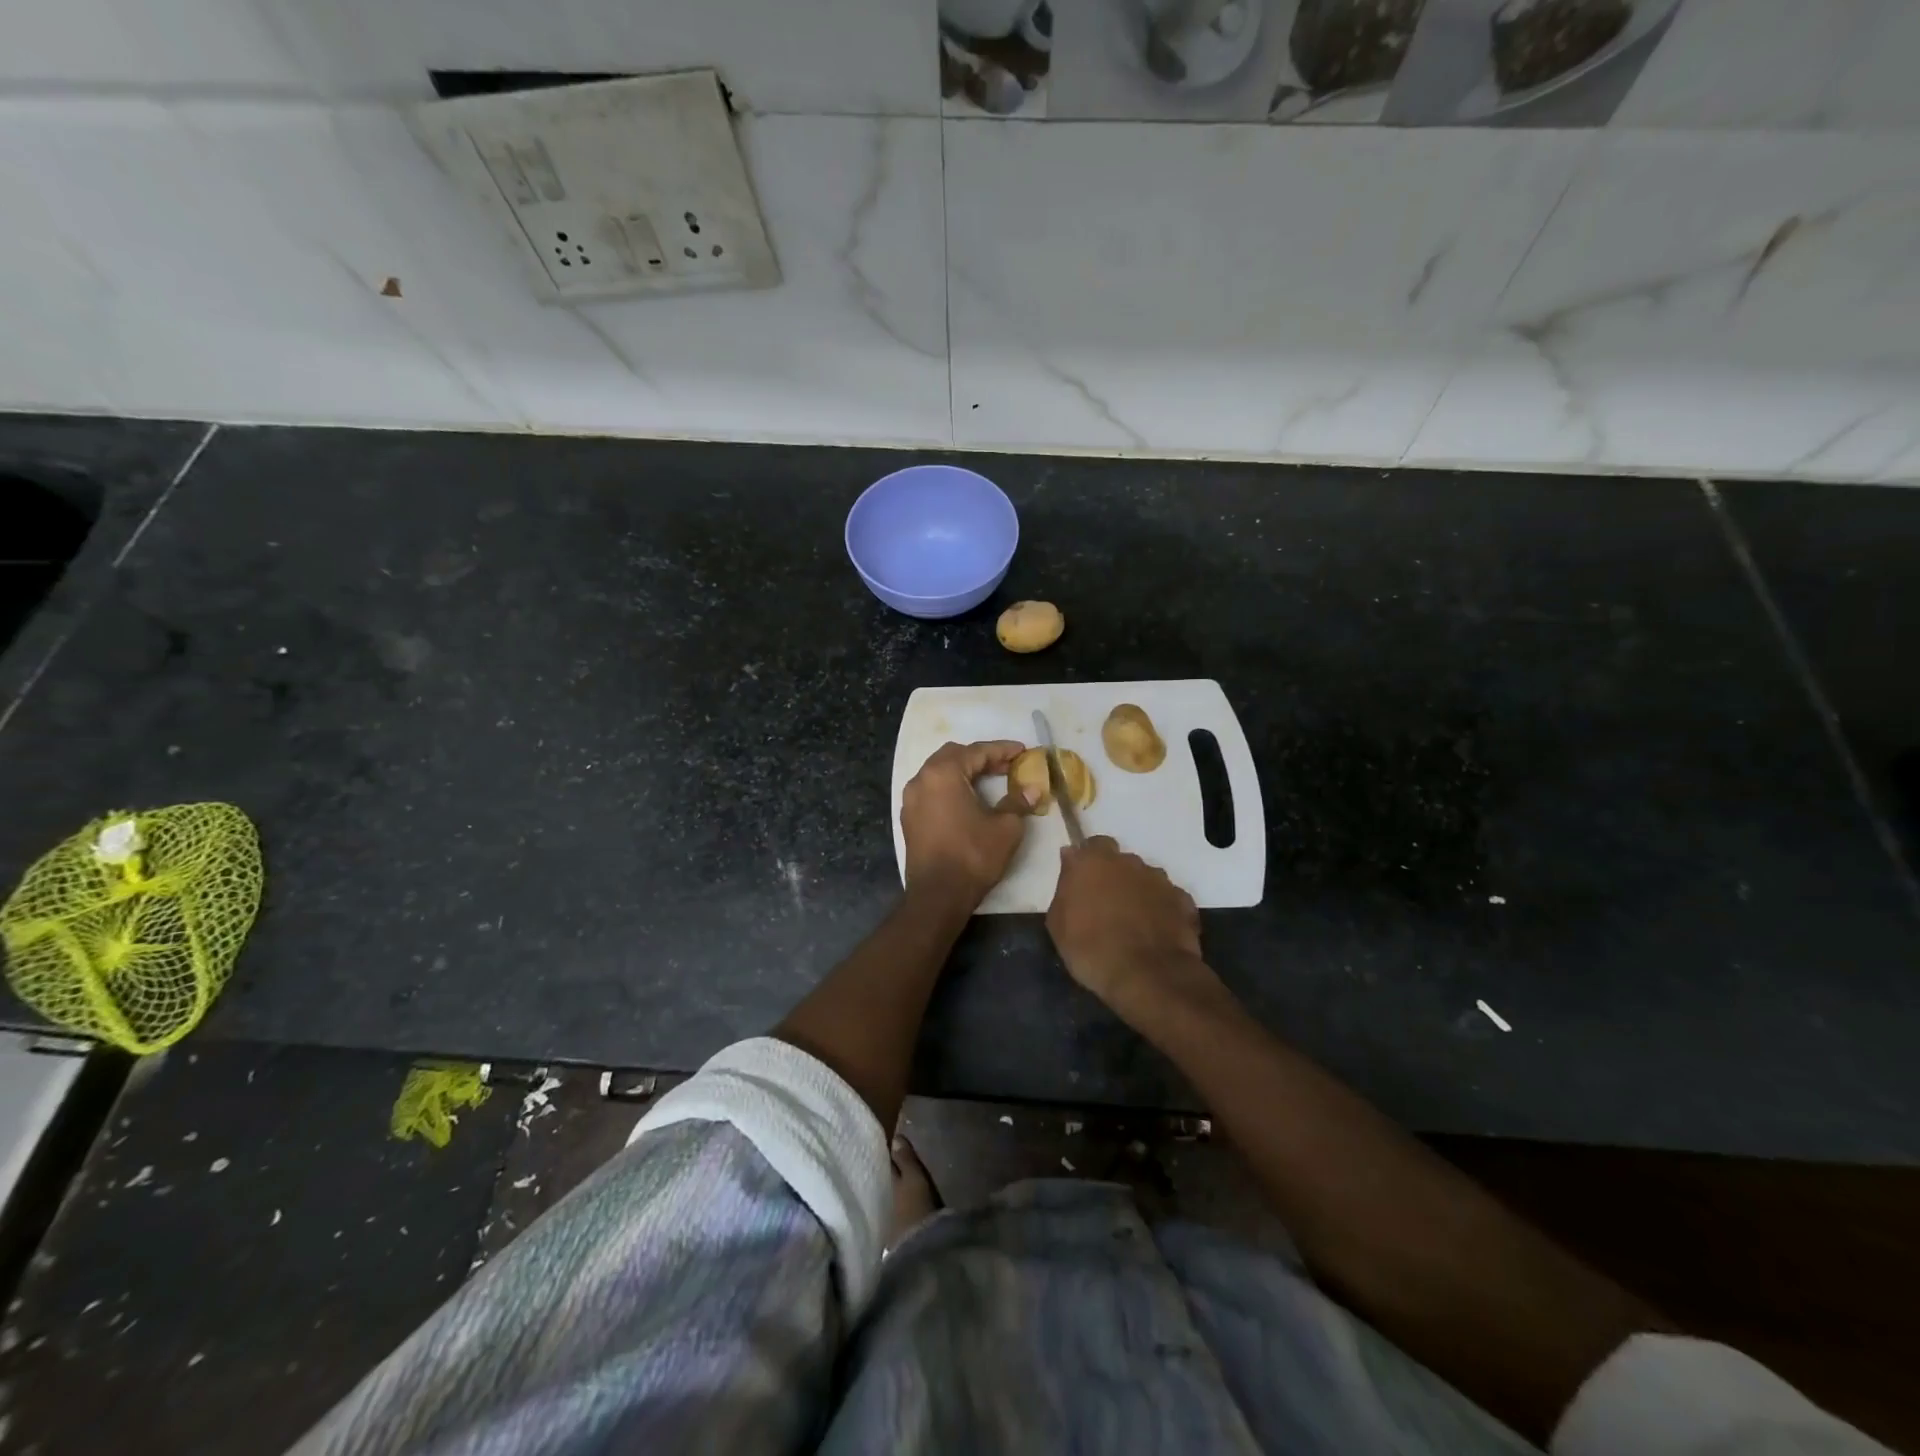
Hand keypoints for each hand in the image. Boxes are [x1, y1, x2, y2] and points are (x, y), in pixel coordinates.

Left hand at [901, 740, 1033, 905]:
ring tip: (988, 780)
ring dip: (964, 771)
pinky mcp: (909, 817)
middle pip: (953, 755)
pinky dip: (950, 787)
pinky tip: (967, 799)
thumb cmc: (973, 856)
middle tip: (1006, 766)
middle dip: (981, 757)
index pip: (977, 752)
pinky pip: (931, 790)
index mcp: (943, 774)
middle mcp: (922, 779)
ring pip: (939, 772)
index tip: (1022, 751)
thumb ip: (1018, 802)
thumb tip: (1033, 789)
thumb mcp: (1005, 828)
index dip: (1002, 750)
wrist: (937, 895)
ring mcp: (911, 799)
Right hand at [1046, 836, 1206, 1012]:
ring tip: (1133, 923)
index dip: (1088, 861)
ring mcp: (1159, 880)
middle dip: (1114, 876)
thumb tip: (1071, 859)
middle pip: (1120, 860)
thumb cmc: (1091, 949)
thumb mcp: (1058, 924)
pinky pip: (1168, 899)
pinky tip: (1156, 932)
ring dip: (1139, 892)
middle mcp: (1128, 862)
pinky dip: (1162, 910)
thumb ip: (1065, 887)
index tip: (1083, 881)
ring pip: (1146, 878)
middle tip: (1106, 905)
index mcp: (1093, 862)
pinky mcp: (1183, 900)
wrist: (1147, 976)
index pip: (1091, 844)